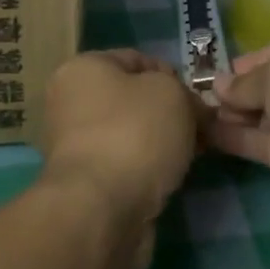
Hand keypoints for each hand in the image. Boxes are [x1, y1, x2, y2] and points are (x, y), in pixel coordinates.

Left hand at [41, 49, 202, 222]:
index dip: (172, 75)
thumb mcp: (172, 93)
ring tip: (189, 156)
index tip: (197, 100)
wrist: (102, 209)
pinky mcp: (84, 183)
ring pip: (130, 134)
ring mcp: (73, 146)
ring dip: (160, 143)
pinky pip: (124, 165)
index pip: (136, 59)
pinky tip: (168, 179)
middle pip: (132, 99)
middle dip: (168, 113)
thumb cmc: (135, 134)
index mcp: (82, 69)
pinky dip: (146, 169)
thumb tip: (190, 108)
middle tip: (200, 130)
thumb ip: (184, 92)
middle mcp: (69, 103)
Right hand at [209, 27, 269, 239]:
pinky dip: (241, 139)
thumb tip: (221, 86)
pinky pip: (269, 145)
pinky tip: (208, 135)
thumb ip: (246, 81)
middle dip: (241, 90)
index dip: (252, 59)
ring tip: (197, 116)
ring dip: (236, 115)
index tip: (220, 72)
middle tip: (203, 97)